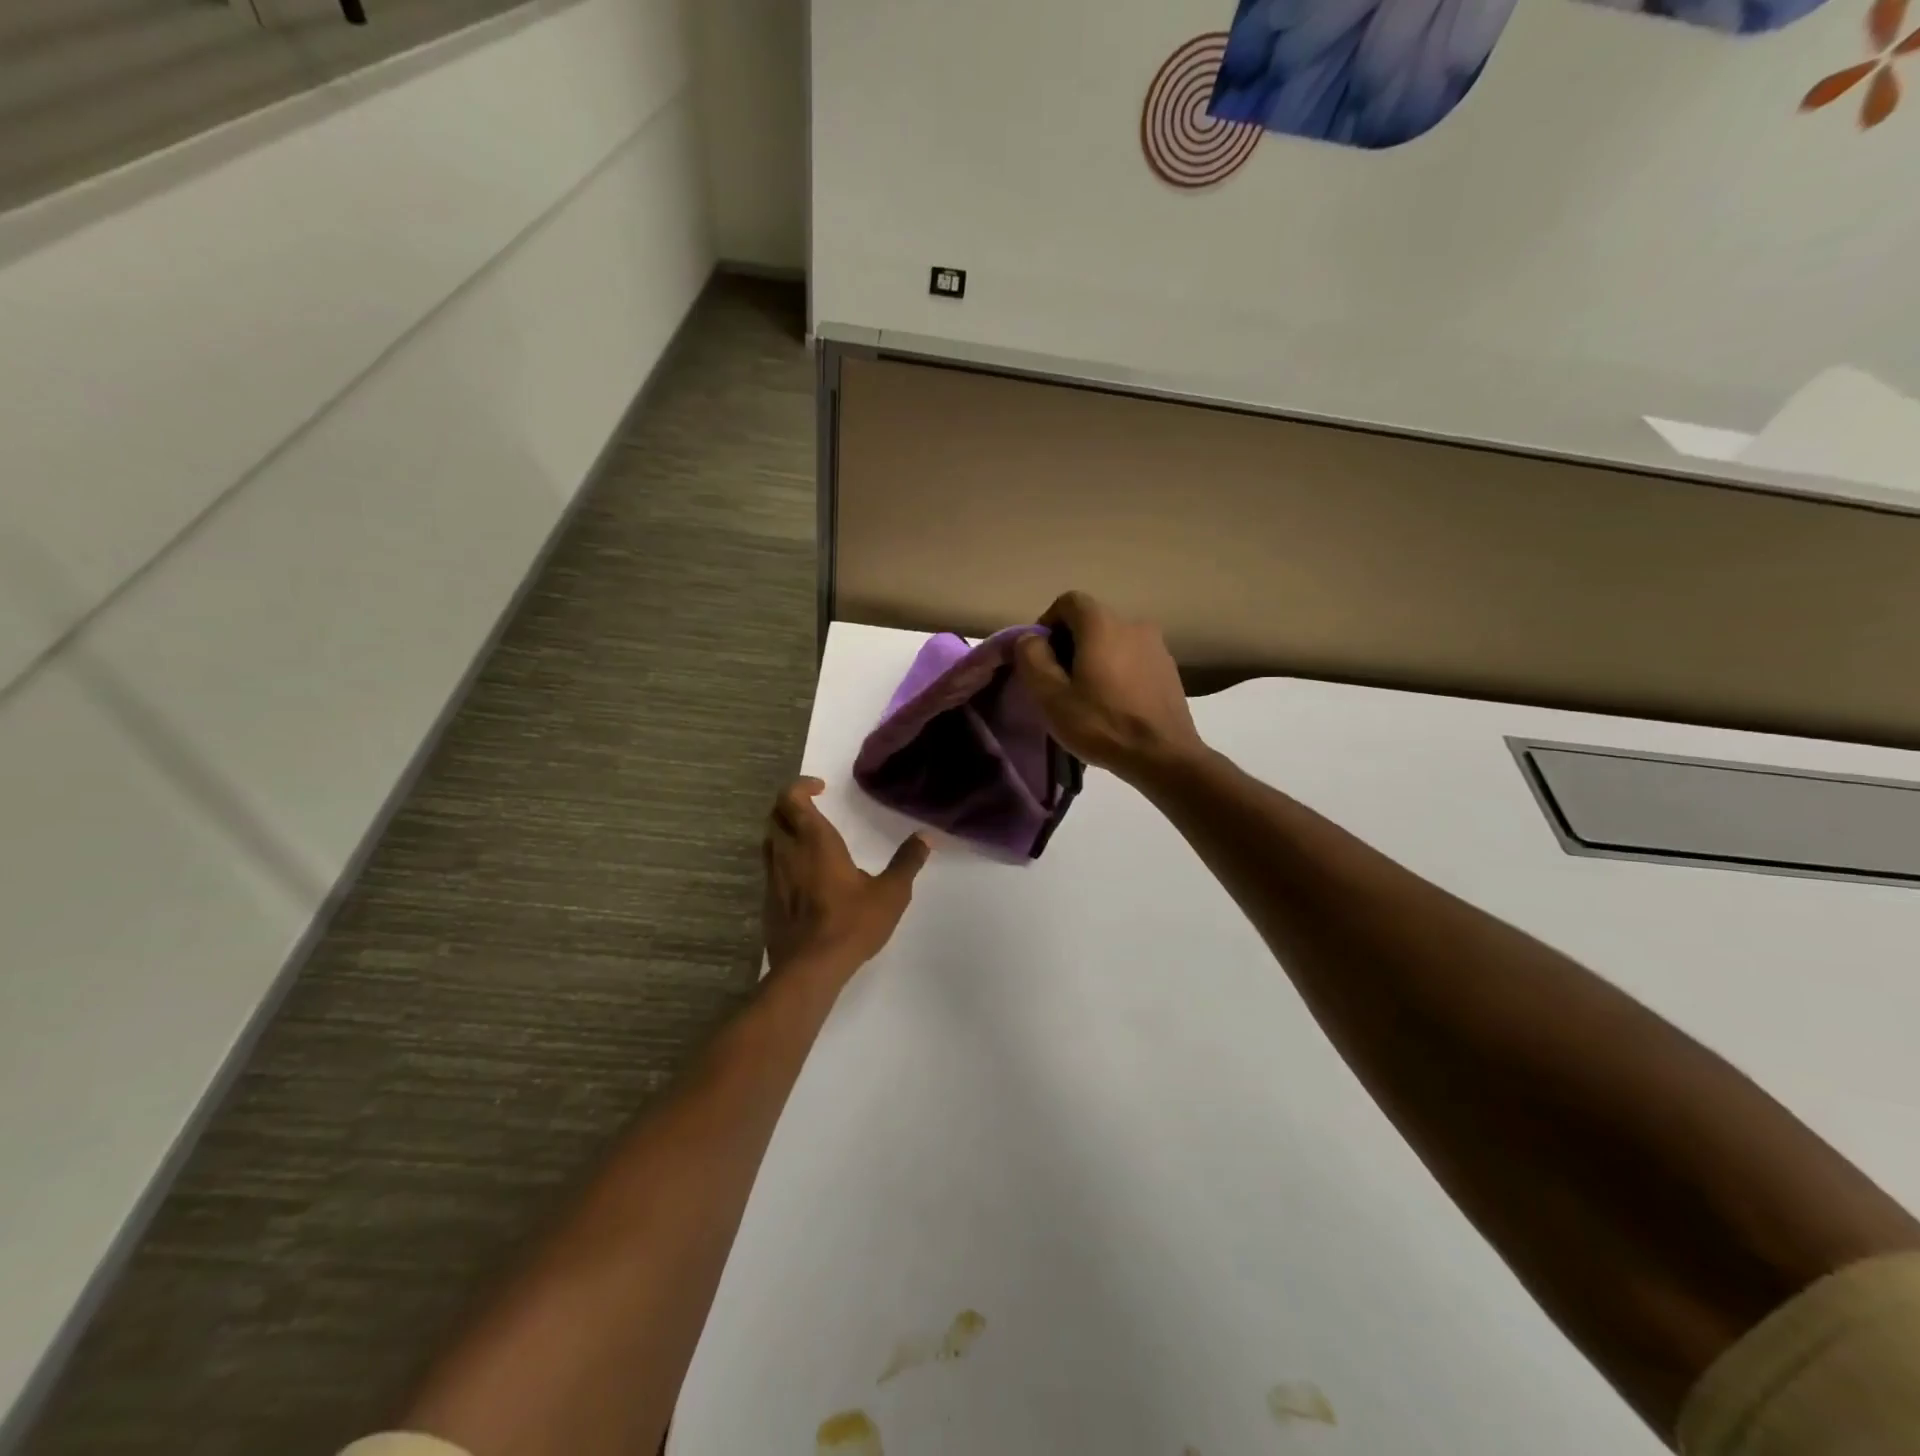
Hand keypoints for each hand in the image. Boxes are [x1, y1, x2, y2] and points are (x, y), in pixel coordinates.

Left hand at [762, 778, 930, 979]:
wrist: (810, 969)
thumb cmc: (852, 923)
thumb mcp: (891, 892)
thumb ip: (907, 861)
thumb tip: (926, 837)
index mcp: (815, 841)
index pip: (792, 798)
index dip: (801, 786)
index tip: (821, 788)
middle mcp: (788, 852)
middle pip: (775, 815)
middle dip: (791, 804)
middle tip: (813, 807)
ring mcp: (773, 877)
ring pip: (769, 840)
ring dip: (784, 830)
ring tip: (808, 837)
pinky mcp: (768, 901)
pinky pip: (771, 867)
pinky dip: (783, 858)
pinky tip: (803, 875)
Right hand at [1013, 591, 1206, 782]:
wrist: (1163, 756)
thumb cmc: (1101, 724)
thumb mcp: (1051, 696)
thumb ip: (1032, 659)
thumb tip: (1029, 639)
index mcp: (1102, 624)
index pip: (1068, 601)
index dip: (1047, 623)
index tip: (1040, 657)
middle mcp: (1133, 623)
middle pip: (1091, 622)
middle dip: (1069, 644)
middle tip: (1058, 682)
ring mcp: (1156, 646)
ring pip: (1113, 642)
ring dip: (1094, 660)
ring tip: (1086, 696)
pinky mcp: (1169, 669)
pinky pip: (1132, 659)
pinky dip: (1117, 672)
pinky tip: (1113, 705)